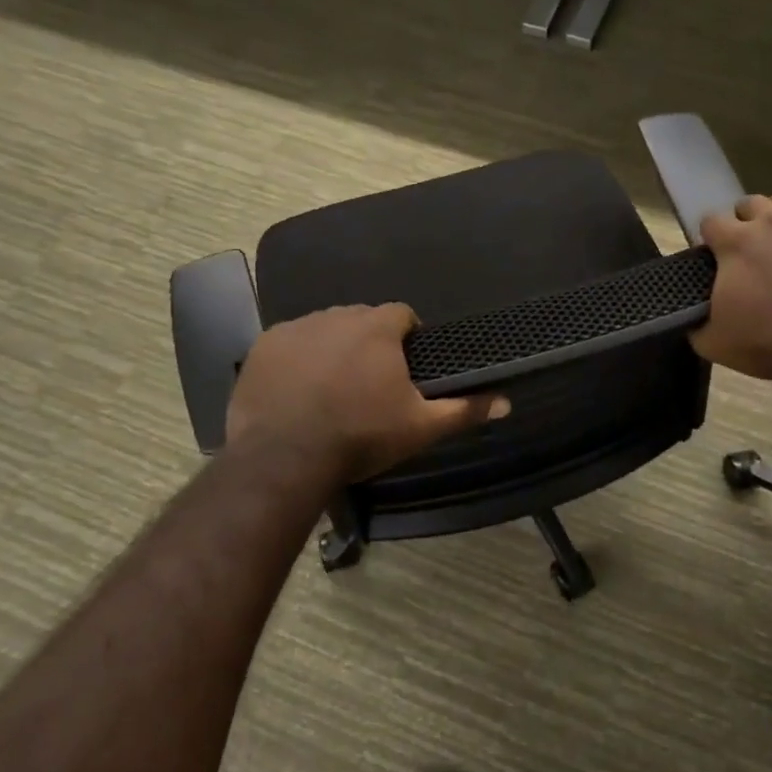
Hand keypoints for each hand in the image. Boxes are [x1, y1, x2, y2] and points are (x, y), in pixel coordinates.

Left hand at [225, 303, 508, 485]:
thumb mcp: (420, 427)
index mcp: (377, 328)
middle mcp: (336, 315)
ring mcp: (296, 328)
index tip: (407, 365)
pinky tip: (298, 390)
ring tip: (332, 387)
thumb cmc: (361, 436)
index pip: (402, 314)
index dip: (408, 336)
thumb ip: (464, 410)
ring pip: (325, 329)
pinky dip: (298, 359)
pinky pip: (290, 344)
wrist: (285, 457)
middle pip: (362, 320)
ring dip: (333, 348)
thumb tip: (507, 401)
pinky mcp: (264, 346)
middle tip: (370, 382)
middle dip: (369, 342)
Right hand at [690, 180, 771, 386]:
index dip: (708, 237)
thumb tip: (690, 316)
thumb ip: (695, 320)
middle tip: (742, 246)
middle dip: (741, 221)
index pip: (710, 221)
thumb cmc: (766, 345)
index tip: (711, 256)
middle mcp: (771, 224)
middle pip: (749, 204)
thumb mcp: (711, 341)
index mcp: (736, 244)